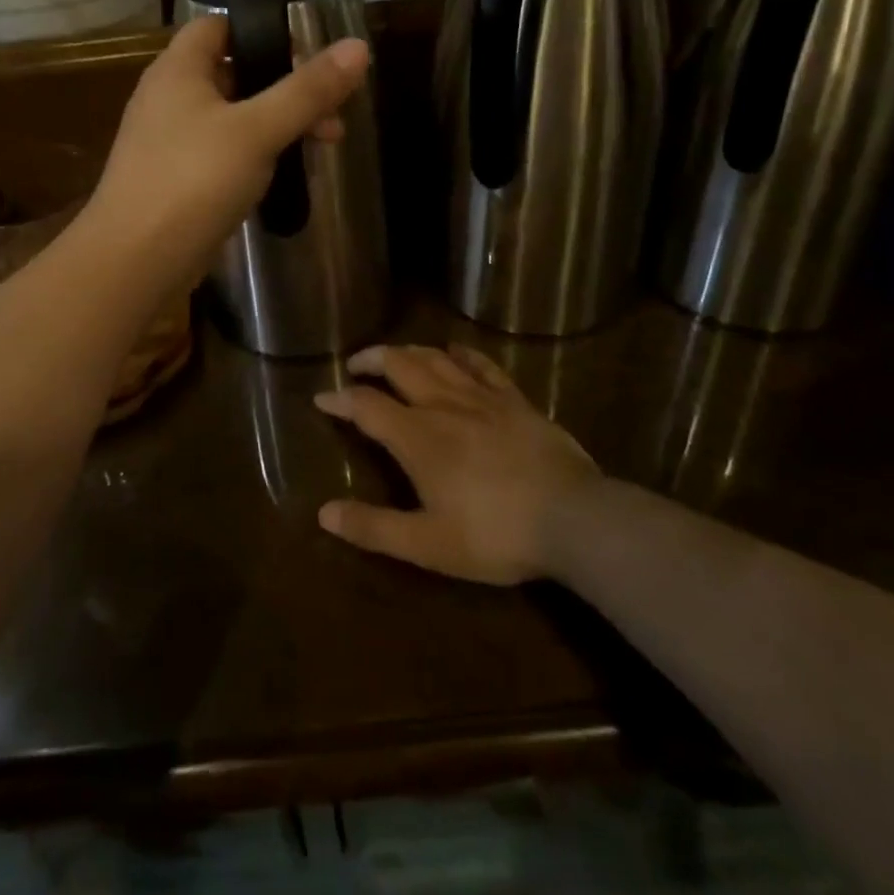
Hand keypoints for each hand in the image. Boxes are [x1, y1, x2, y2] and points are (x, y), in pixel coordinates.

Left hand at [86, 15, 369, 289]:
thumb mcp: (258, 130)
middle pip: (234, 71)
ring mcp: (171, 140)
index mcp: (178, 69)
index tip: (308, 47)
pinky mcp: (177, 179)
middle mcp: (169, 97)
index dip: (261, 28)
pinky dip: (256, 153)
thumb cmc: (193, 179)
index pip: (218, 25)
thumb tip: (359, 47)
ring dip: (277, 121)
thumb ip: (307, 90)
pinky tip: (287, 171)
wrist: (135, 260)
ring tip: (326, 140)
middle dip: (285, 84)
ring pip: (233, 116)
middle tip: (332, 107)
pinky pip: (224, 151)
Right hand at [316, 344, 603, 584]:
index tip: (321, 398)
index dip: (340, 399)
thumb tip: (324, 513)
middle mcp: (443, 405)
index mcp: (417, 437)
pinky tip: (453, 350)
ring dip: (408, 351)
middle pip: (399, 365)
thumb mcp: (427, 544)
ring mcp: (481, 397)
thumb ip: (374, 527)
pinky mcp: (513, 399)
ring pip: (435, 359)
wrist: (572, 518)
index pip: (366, 405)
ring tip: (394, 355)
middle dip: (371, 359)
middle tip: (355, 365)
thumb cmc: (494, 534)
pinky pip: (481, 364)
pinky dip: (461, 353)